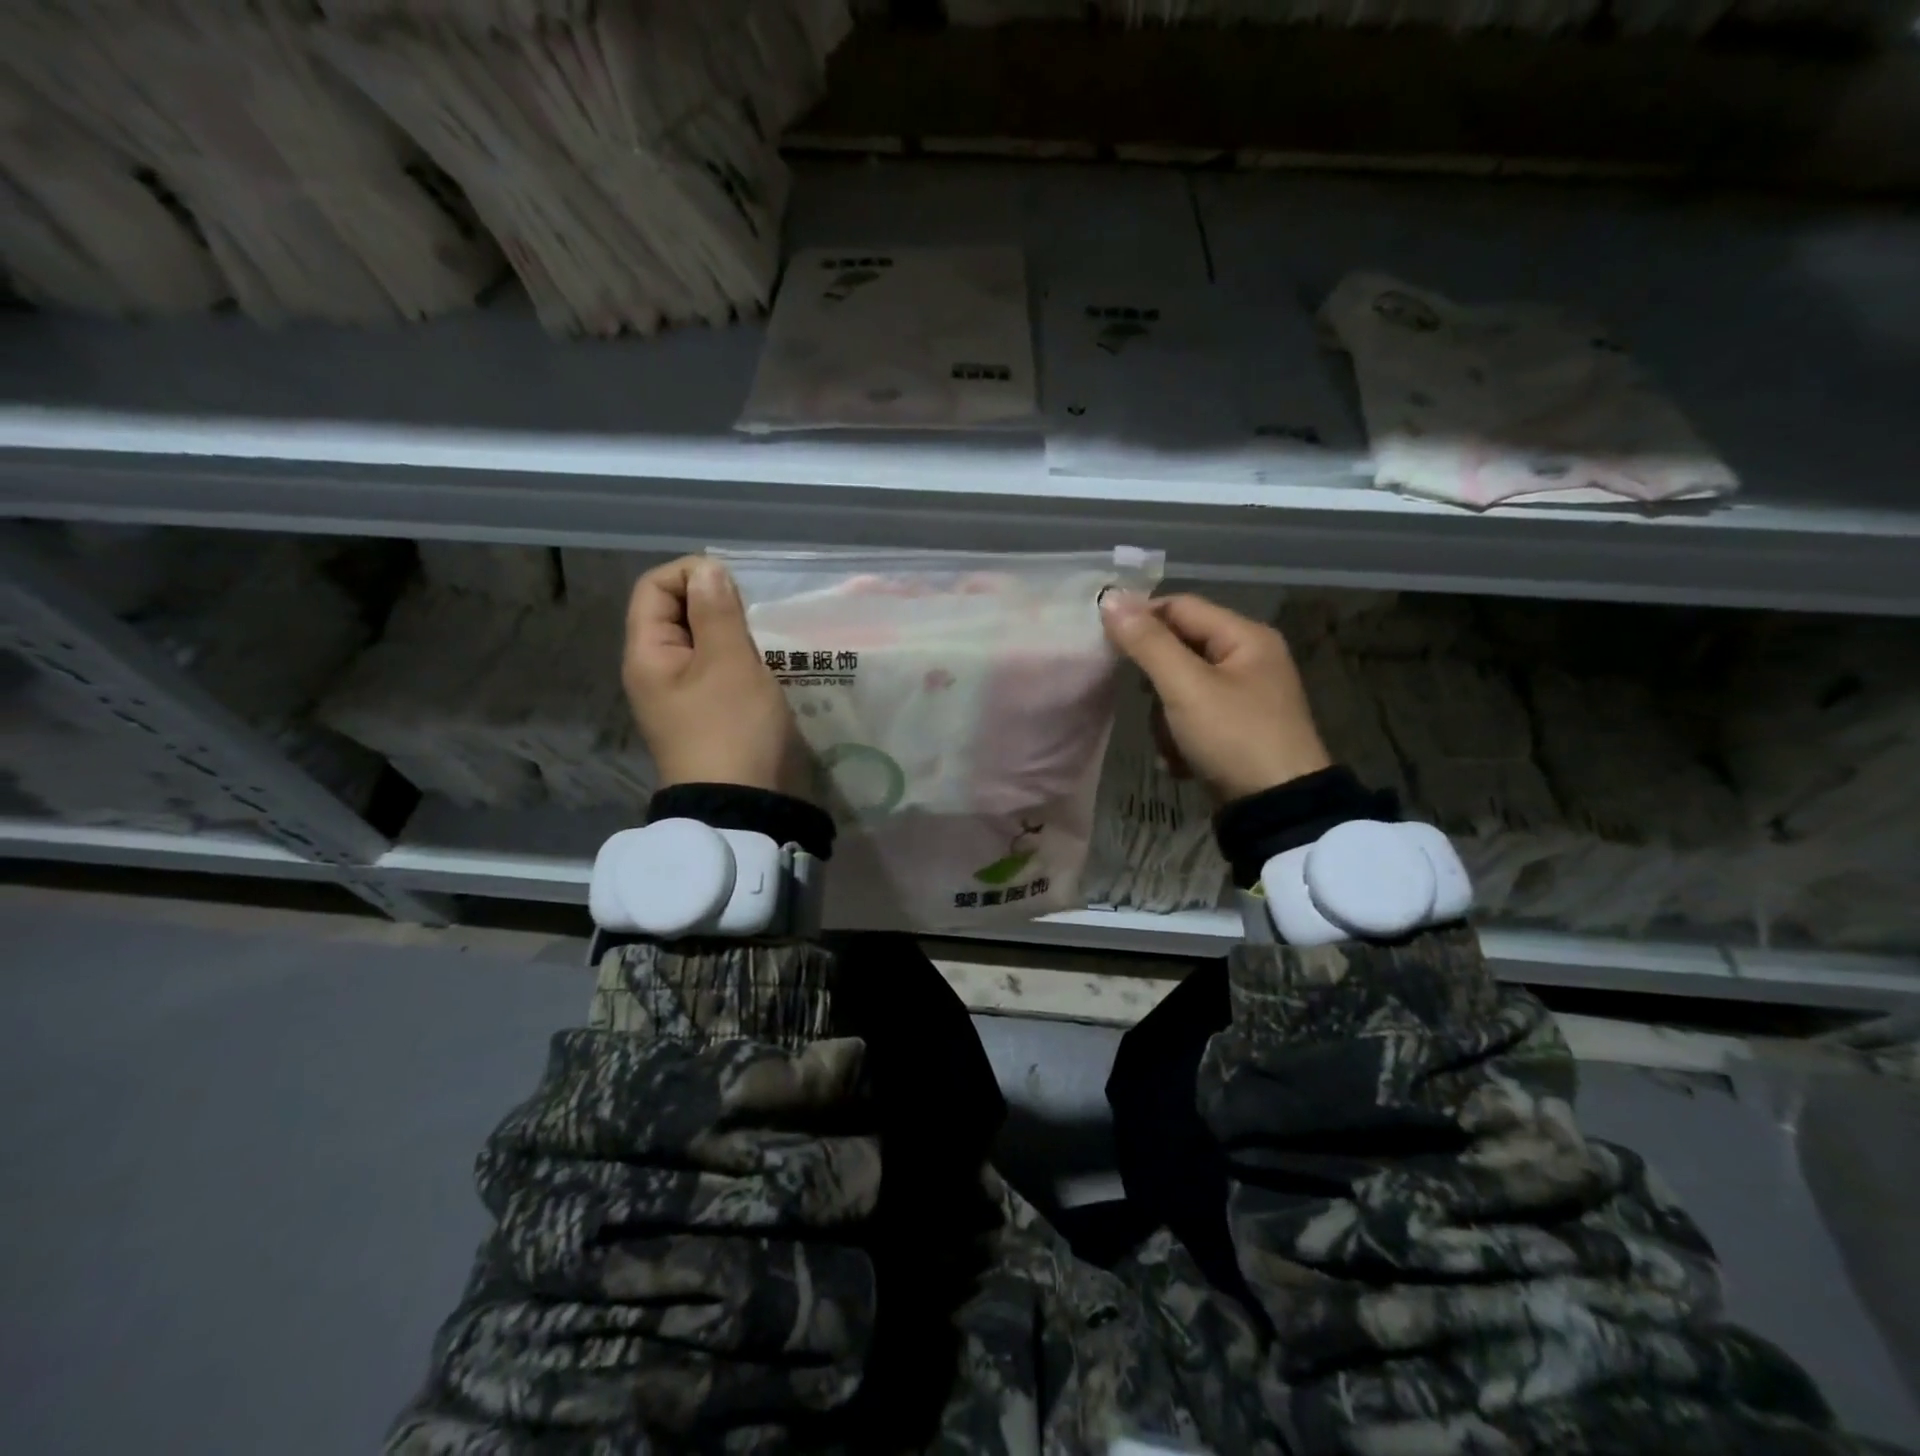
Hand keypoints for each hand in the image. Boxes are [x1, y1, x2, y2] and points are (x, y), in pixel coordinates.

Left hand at [622, 556, 799, 793]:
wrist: (743, 806)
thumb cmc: (733, 728)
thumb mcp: (728, 662)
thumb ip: (717, 611)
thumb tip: (707, 570)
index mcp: (648, 654)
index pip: (654, 587)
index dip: (691, 573)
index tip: (735, 584)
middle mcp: (657, 671)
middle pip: (676, 613)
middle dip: (716, 603)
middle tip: (754, 615)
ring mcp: (683, 695)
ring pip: (703, 643)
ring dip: (732, 633)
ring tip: (764, 639)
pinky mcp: (709, 714)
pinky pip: (719, 670)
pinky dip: (740, 659)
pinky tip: (767, 665)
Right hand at [1099, 590, 1330, 803]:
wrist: (1277, 810)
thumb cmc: (1233, 737)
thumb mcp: (1185, 687)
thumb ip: (1147, 643)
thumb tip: (1110, 598)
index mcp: (1246, 637)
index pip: (1180, 607)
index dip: (1140, 618)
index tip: (1105, 642)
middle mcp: (1250, 659)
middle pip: (1180, 649)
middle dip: (1155, 680)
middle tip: (1142, 700)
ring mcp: (1245, 697)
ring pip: (1182, 688)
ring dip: (1165, 716)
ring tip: (1171, 741)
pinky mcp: (1238, 730)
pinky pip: (1194, 717)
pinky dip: (1181, 736)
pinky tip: (1181, 760)